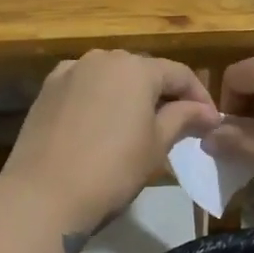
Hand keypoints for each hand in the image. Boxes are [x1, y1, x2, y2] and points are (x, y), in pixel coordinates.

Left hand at [1, 51, 218, 235]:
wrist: (43, 194)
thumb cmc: (112, 169)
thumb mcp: (157, 145)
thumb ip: (184, 118)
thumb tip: (208, 112)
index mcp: (136, 68)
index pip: (179, 74)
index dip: (199, 96)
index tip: (210, 122)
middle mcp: (103, 58)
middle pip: (144, 71)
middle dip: (164, 94)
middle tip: (179, 124)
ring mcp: (70, 71)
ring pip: (112, 76)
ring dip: (130, 94)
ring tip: (140, 123)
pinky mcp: (47, 90)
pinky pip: (84, 86)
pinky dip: (99, 98)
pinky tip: (101, 122)